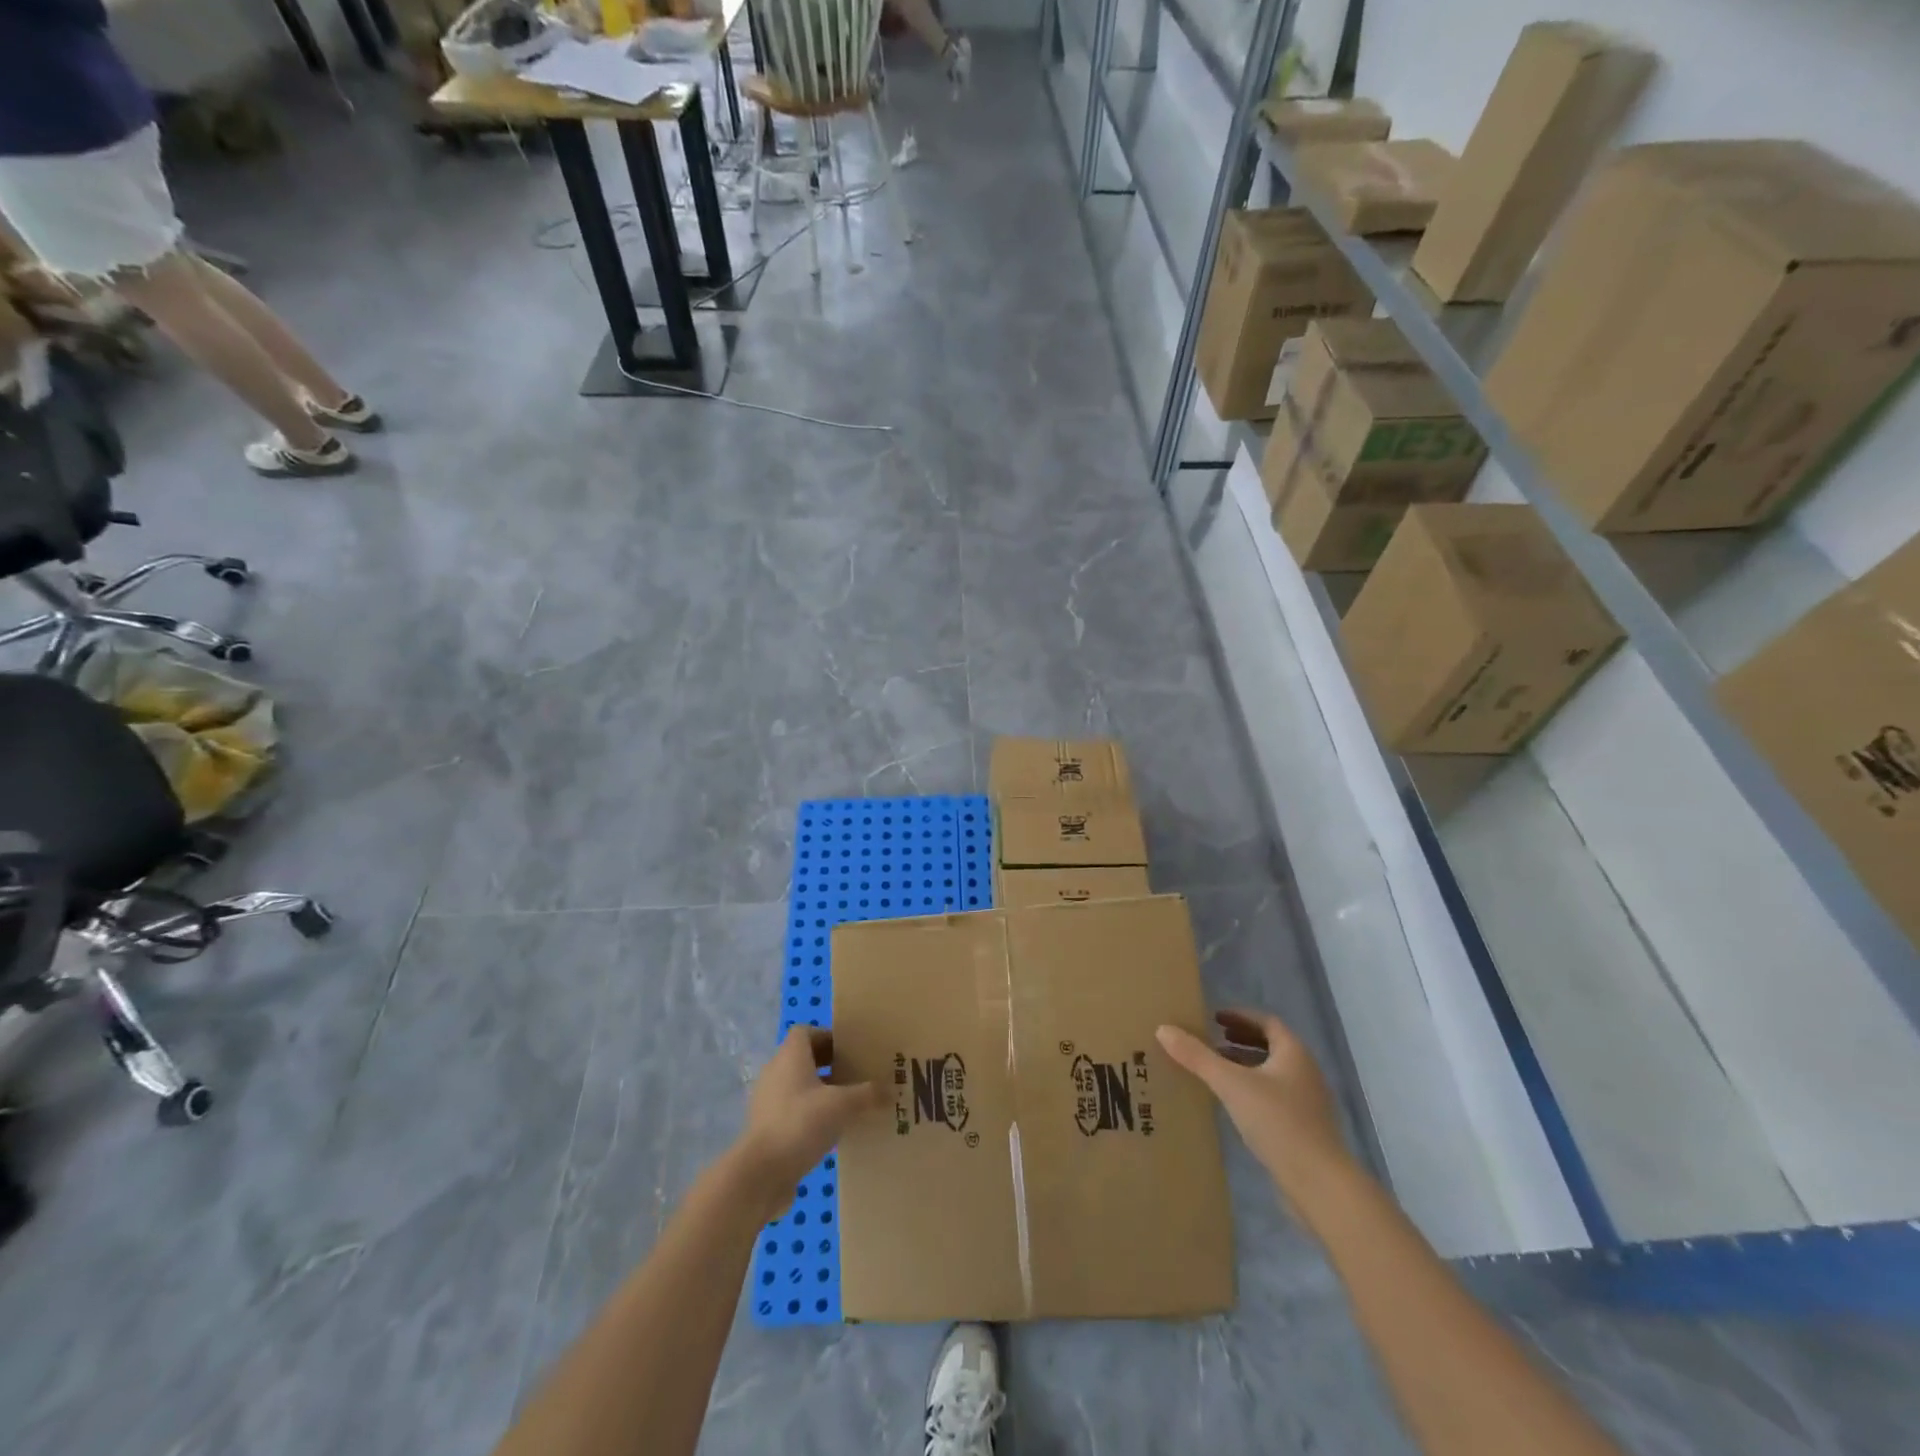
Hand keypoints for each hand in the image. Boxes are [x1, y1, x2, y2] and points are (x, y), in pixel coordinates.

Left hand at [731, 1027, 883, 1220]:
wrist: (760, 1174)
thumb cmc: (800, 1124)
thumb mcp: (841, 1105)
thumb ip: (867, 1095)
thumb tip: (890, 1090)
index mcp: (790, 1056)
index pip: (805, 1031)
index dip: (828, 1036)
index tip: (851, 1050)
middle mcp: (776, 1072)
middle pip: (804, 1058)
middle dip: (830, 1065)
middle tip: (857, 1075)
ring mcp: (768, 1102)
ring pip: (799, 1086)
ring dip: (822, 1092)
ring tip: (849, 1105)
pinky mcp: (767, 1128)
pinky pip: (793, 1111)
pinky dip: (811, 1115)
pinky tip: (832, 1131)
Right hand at [1157, 1009, 1354, 1206]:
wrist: (1320, 1185)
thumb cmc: (1278, 1122)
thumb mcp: (1231, 1084)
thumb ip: (1197, 1057)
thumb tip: (1163, 1029)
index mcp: (1294, 1053)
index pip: (1267, 1022)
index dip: (1240, 1016)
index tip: (1214, 1018)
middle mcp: (1305, 1072)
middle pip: (1271, 1046)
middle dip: (1241, 1040)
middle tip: (1212, 1040)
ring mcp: (1307, 1103)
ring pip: (1272, 1073)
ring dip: (1245, 1066)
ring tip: (1216, 1070)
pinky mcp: (1304, 1130)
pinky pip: (1274, 1097)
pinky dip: (1252, 1090)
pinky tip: (1233, 1105)